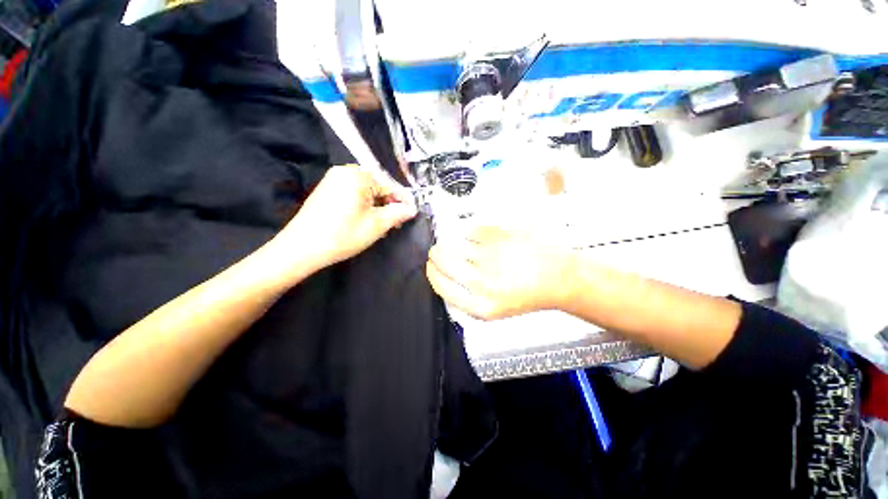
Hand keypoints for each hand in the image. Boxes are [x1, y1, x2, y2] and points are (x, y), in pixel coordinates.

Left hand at [276, 165, 416, 271]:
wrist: (301, 248)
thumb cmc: (343, 235)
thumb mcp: (377, 225)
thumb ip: (398, 213)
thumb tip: (412, 208)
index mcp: (358, 176)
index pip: (389, 185)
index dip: (403, 200)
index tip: (412, 214)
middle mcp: (345, 172)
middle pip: (378, 186)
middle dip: (389, 204)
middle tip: (397, 222)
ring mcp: (333, 180)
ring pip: (366, 191)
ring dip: (378, 206)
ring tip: (384, 224)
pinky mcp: (327, 189)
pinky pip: (353, 193)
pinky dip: (364, 205)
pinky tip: (367, 220)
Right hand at [426, 226, 575, 319]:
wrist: (558, 278)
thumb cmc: (528, 294)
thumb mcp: (496, 310)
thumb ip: (468, 300)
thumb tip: (445, 279)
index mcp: (481, 306)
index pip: (441, 286)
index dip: (432, 273)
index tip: (431, 266)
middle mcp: (483, 283)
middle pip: (443, 261)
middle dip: (436, 254)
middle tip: (438, 251)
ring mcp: (491, 258)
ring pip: (454, 244)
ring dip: (450, 243)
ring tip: (458, 244)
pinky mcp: (499, 238)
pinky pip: (471, 231)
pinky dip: (469, 234)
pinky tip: (479, 239)